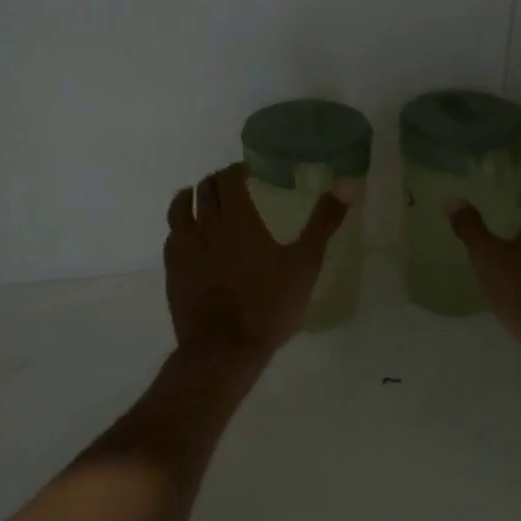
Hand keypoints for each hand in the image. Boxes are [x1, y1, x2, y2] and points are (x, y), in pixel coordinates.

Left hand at [166, 164, 348, 361]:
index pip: (228, 178)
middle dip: (218, 181)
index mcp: (237, 218)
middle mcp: (205, 225)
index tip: (250, 172)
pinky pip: (172, 237)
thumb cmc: (269, 305)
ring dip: (192, 198)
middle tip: (234, 187)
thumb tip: (348, 183)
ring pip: (179, 208)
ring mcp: (184, 248)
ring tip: (204, 202)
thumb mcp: (305, 263)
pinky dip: (182, 228)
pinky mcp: (172, 271)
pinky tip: (192, 238)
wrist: (224, 350)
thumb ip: (324, 221)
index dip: (238, 170)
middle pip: (204, 189)